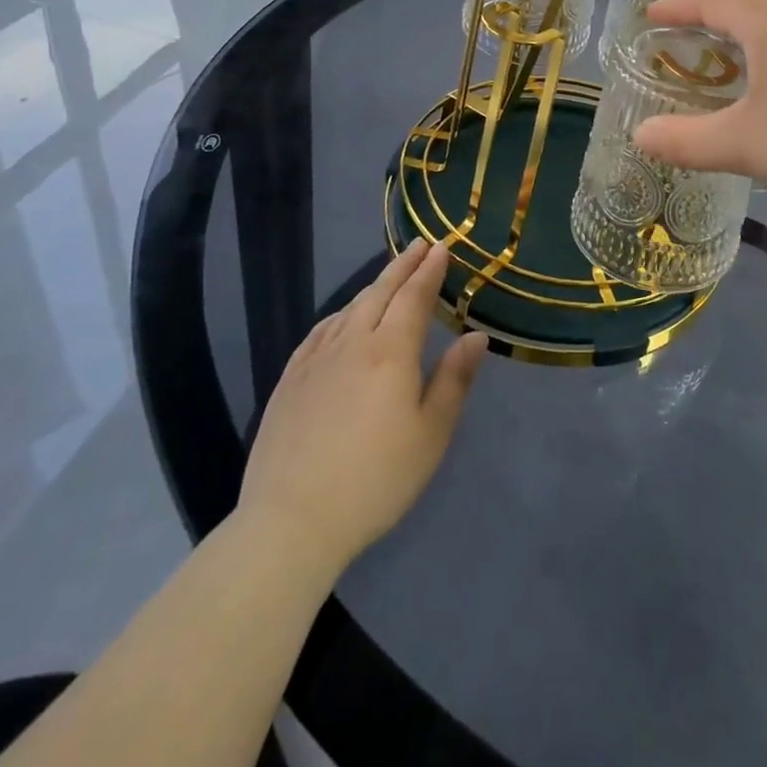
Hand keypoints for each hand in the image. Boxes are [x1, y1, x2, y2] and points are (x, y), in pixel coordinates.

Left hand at [237, 240, 488, 573]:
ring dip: (373, 287)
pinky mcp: (289, 382)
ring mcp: (315, 361)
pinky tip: (342, 319)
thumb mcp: (431, 433)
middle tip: (420, 245)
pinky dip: (340, 314)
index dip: (430, 270)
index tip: (442, 246)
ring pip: (349, 309)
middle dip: (403, 266)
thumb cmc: (376, 478)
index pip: (414, 296)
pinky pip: (320, 332)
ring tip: (389, 277)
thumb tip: (476, 336)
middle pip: (380, 292)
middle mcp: (352, 343)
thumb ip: (454, 379)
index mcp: (391, 351)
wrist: (292, 521)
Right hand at [632, 0, 766, 204]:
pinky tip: (753, 76)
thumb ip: (684, 139)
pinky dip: (755, 46)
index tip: (649, 15)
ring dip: (734, 27)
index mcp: (766, 27)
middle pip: (742, 3)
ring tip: (709, 47)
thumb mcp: (739, 144)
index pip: (713, 3)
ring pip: (766, 21)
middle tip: (676, 28)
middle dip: (705, 12)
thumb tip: (639, 136)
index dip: (678, 7)